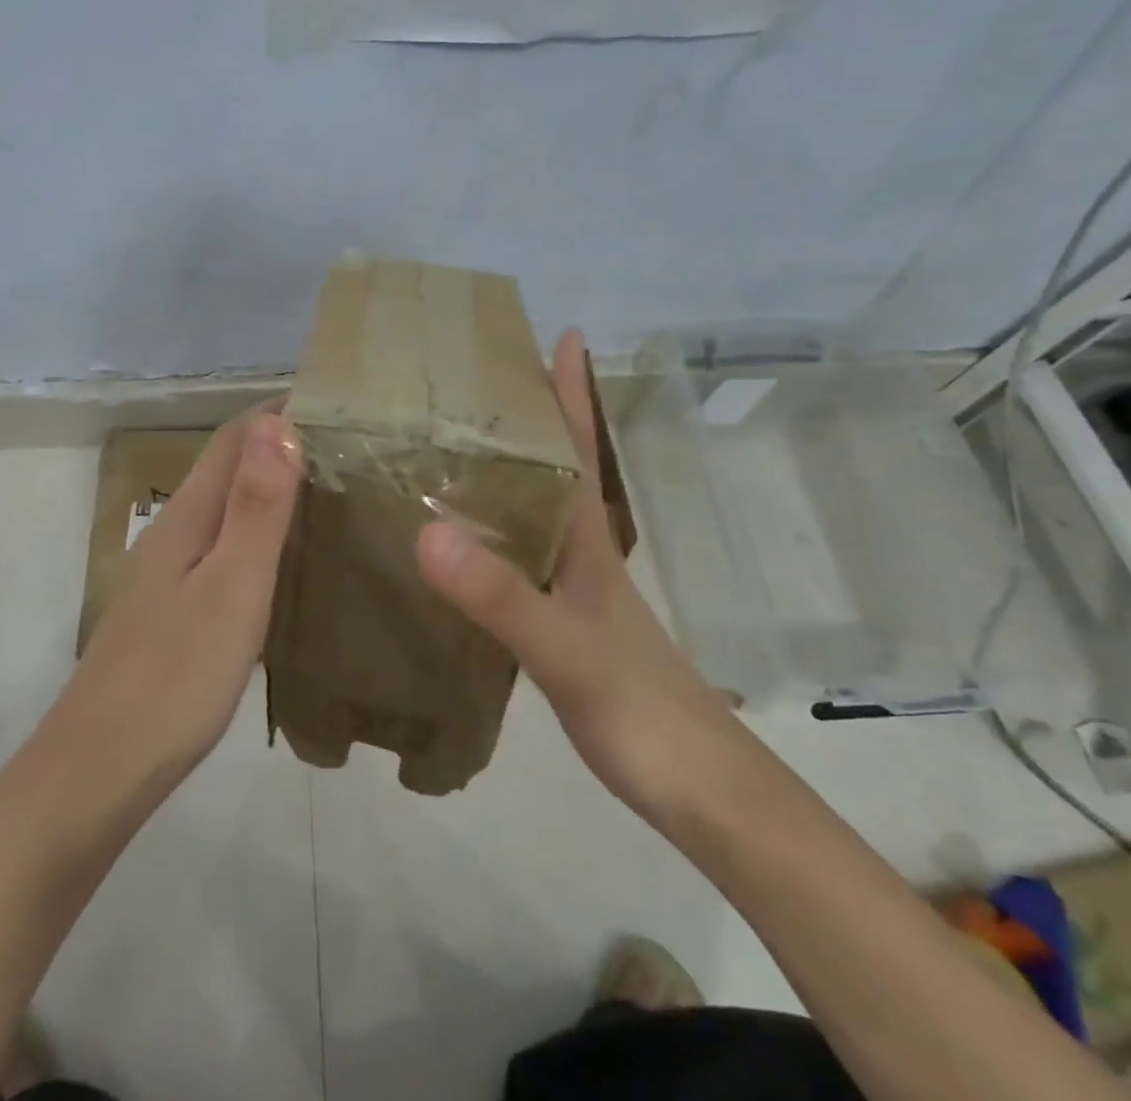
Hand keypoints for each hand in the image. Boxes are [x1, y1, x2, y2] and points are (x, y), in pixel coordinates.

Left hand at [56, 406, 302, 795]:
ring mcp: (167, 574)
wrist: (97, 771)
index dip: (279, 411)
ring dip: (270, 486)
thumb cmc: (175, 678)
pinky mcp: (171, 610)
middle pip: (228, 467)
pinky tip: (284, 557)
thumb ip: (256, 507)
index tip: (336, 400)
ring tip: (329, 490)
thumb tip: (278, 423)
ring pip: (224, 507)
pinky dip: (257, 531)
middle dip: (280, 442)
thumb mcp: (231, 588)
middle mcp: (172, 532)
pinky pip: (221, 546)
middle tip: (349, 444)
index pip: (235, 438)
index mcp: (187, 517)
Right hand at [415, 330, 740, 820]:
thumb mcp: (567, 652)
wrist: (702, 795)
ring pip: (536, 513)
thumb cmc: (642, 713)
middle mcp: (582, 554)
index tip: (561, 335)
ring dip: (507, 475)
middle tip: (474, 383)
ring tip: (452, 448)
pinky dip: (494, 535)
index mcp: (587, 542)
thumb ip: (501, 597)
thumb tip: (429, 532)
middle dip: (526, 420)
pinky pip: (521, 559)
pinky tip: (460, 546)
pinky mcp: (564, 625)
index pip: (580, 450)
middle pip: (554, 469)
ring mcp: (576, 591)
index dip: (571, 392)